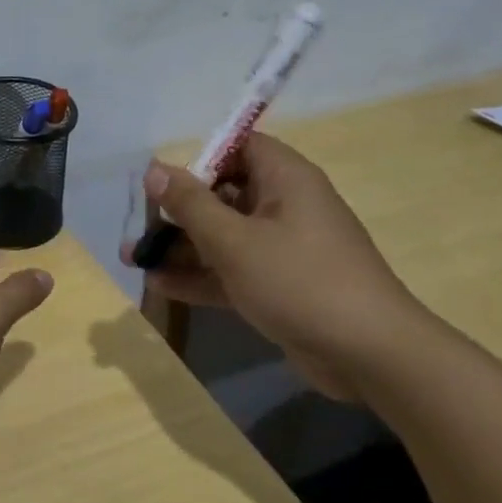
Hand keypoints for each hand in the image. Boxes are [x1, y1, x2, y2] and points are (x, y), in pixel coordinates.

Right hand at [122, 136, 422, 398]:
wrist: (369, 355)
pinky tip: (160, 285)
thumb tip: (154, 168)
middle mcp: (285, 206)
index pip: (238, 147)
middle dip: (177, 210)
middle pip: (222, 194)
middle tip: (137, 226)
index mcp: (285, 179)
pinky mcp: (279, 285)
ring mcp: (282, 248)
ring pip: (222, 236)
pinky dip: (199, 275)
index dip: (199, 157)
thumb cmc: (299, 281)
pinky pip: (231, 270)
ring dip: (180, 247)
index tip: (161, 181)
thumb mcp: (233, 240)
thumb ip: (190, 204)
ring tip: (132, 258)